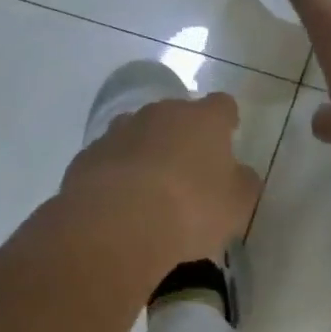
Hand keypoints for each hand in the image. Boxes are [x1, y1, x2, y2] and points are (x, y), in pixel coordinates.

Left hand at [59, 92, 262, 266]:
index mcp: (203, 120)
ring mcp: (119, 132)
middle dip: (183, 137)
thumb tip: (240, 174)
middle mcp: (160, 114)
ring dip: (147, 152)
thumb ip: (243, 184)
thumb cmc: (191, 209)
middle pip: (176, 116)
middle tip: (190, 171)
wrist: (116, 225)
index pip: (222, 106)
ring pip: (138, 134)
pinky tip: (121, 205)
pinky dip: (117, 175)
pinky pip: (110, 160)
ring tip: (151, 190)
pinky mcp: (87, 157)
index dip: (226, 121)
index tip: (228, 138)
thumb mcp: (237, 205)